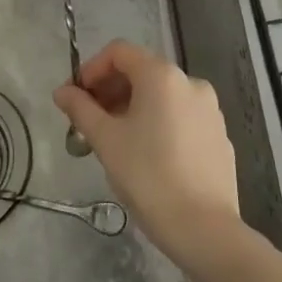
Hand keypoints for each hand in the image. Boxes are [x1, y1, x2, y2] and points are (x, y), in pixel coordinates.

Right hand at [53, 40, 239, 262]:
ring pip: (163, 95)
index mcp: (162, 76)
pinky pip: (182, 116)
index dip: (92, 69)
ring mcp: (210, 109)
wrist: (204, 229)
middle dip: (111, 90)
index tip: (76, 98)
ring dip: (133, 107)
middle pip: (142, 71)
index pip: (119, 52)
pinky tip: (148, 155)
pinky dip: (159, 123)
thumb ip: (81, 109)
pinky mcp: (219, 135)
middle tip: (89, 121)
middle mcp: (190, 82)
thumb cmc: (148, 177)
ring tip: (116, 140)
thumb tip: (62, 92)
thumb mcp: (106, 140)